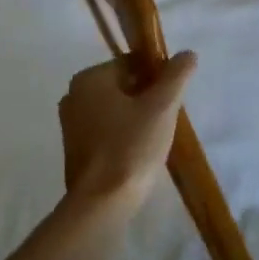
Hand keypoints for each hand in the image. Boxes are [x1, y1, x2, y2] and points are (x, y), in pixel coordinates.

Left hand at [59, 53, 194, 214]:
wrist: (101, 205)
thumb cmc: (130, 147)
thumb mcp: (162, 106)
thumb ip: (176, 75)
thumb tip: (187, 53)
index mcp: (89, 78)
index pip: (131, 63)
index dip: (157, 76)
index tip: (172, 98)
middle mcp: (74, 95)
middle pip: (122, 85)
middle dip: (146, 98)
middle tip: (166, 119)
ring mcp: (70, 124)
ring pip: (114, 109)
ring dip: (136, 117)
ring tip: (155, 137)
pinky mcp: (74, 150)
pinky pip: (105, 130)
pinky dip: (122, 134)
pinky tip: (139, 152)